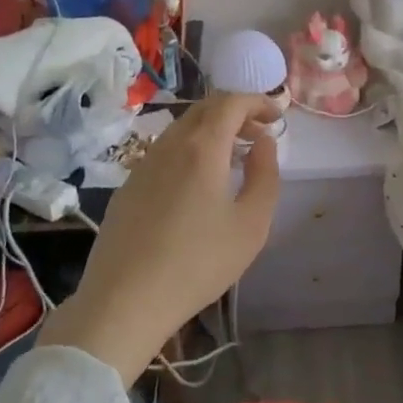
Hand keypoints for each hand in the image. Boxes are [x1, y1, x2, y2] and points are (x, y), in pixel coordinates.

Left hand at [37, 93, 281, 381]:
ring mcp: (143, 164)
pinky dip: (190, 150)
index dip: (258, 101)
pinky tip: (198, 184)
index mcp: (201, 147)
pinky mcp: (128, 186)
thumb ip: (265, 175)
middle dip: (236, 113)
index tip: (277, 117)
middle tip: (259, 134)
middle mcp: (169, 145)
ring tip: (233, 158)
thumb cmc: (198, 263)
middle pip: (204, 109)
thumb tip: (264, 143)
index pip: (231, 102)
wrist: (124, 301)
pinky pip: (165, 152)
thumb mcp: (251, 224)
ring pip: (182, 129)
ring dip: (212, 131)